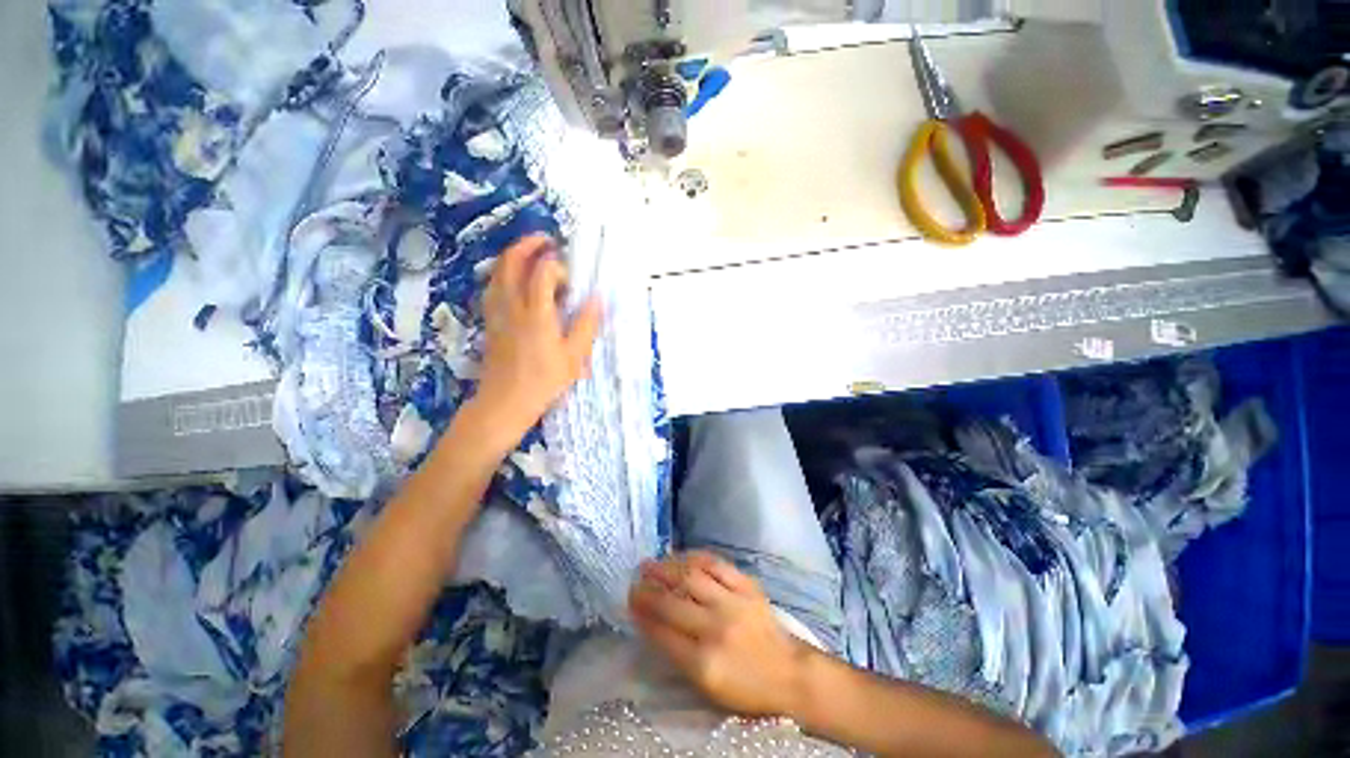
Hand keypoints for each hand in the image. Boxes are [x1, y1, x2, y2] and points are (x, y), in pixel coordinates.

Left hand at [471, 234, 601, 438]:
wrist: (505, 402)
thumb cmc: (544, 381)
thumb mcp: (574, 357)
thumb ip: (587, 325)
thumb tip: (597, 298)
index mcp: (537, 313)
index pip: (543, 272)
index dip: (557, 266)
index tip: (571, 278)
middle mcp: (513, 305)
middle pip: (512, 262)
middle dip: (528, 244)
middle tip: (547, 240)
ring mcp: (497, 311)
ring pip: (497, 271)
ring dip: (513, 256)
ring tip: (531, 253)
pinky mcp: (490, 320)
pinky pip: (492, 286)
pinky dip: (503, 273)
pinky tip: (514, 279)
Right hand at [629, 551, 811, 717]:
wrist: (789, 673)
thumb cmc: (745, 687)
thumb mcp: (707, 687)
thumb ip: (678, 654)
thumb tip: (652, 622)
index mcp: (704, 663)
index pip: (662, 633)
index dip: (642, 614)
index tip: (630, 601)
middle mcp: (716, 629)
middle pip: (672, 603)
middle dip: (648, 590)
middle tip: (635, 581)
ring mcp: (733, 603)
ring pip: (691, 577)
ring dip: (666, 567)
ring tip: (651, 563)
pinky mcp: (747, 586)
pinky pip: (716, 564)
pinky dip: (695, 557)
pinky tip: (682, 556)